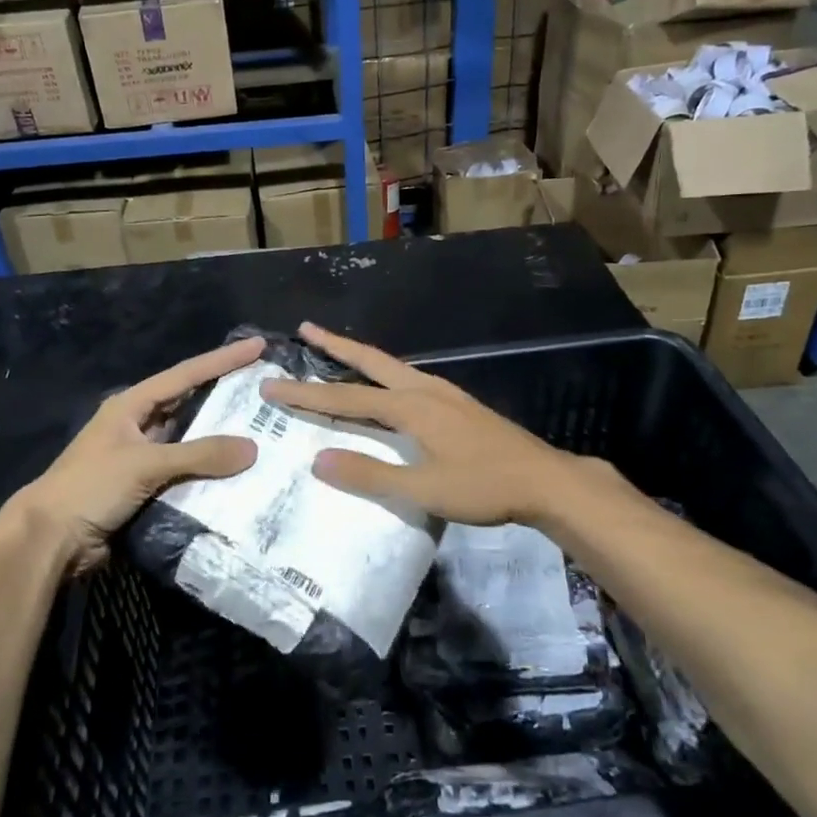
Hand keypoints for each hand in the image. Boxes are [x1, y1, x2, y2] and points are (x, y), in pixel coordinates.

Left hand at [5, 337, 263, 577]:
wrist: (50, 539)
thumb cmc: (91, 487)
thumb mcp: (146, 464)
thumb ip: (200, 455)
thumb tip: (253, 449)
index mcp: (131, 406)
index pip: (186, 374)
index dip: (223, 360)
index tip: (257, 346)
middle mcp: (137, 425)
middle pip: (189, 404)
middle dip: (225, 395)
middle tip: (265, 388)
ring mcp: (140, 457)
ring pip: (189, 440)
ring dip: (219, 438)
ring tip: (262, 430)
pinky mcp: (144, 487)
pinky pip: (185, 472)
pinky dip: (208, 471)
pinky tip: (237, 473)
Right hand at [261, 322, 619, 528]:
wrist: (545, 480)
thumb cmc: (483, 486)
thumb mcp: (423, 489)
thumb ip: (370, 474)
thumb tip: (318, 460)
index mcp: (410, 406)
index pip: (346, 397)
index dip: (306, 394)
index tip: (271, 386)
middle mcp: (424, 389)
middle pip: (370, 361)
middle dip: (335, 345)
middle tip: (306, 328)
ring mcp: (445, 393)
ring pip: (393, 366)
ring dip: (361, 356)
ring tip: (339, 350)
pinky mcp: (459, 404)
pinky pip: (410, 377)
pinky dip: (385, 372)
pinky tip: (390, 385)